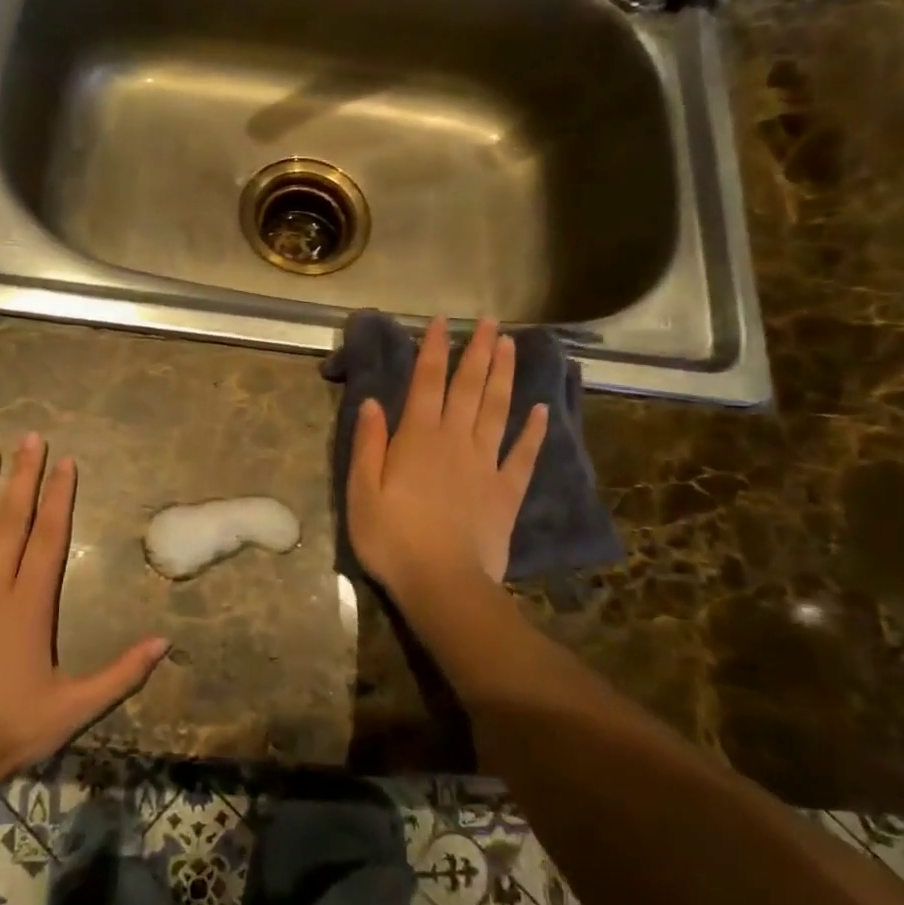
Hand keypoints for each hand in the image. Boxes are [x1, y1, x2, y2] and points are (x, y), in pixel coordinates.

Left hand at [0, 434, 169, 785]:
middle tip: (30, 438)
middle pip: (11, 522)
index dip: (59, 496)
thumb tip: (165, 642)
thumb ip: (122, 672)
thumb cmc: (9, 730)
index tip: (65, 461)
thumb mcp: (76, 708)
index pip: (49, 537)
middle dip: (23, 477)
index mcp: (30, 604)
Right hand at [346, 316, 548, 596]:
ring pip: (497, 410)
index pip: (426, 383)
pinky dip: (534, 431)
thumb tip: (373, 401)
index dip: (433, 350)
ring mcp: (485, 464)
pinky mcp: (506, 491)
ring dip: (504, 376)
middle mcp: (455, 441)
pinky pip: (523, 455)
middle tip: (490, 321)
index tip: (441, 322)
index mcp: (417, 439)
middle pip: (468, 387)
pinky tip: (541, 410)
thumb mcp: (362, 492)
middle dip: (478, 351)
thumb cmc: (392, 539)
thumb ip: (368, 445)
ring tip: (512, 346)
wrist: (442, 583)